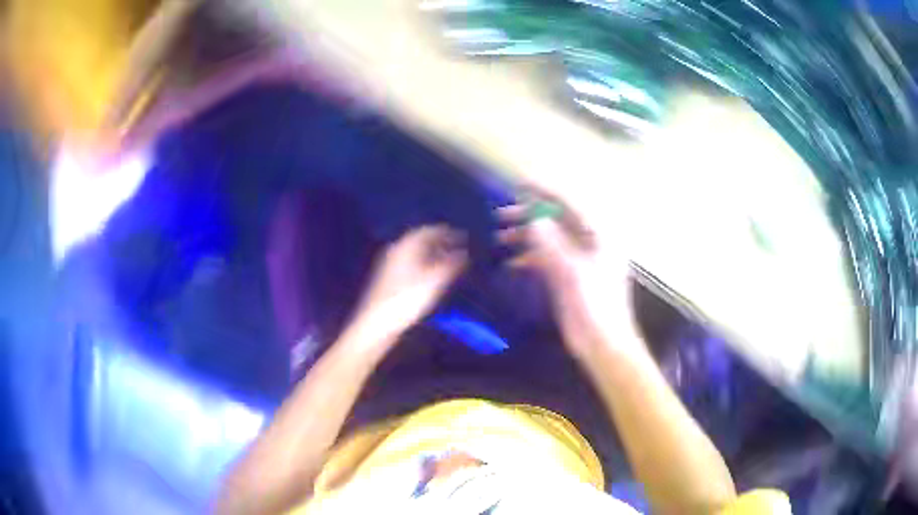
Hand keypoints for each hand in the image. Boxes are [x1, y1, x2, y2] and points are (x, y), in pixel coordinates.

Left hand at [352, 225, 467, 339]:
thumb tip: (464, 253)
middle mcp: (396, 250)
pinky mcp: (388, 278)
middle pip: (421, 240)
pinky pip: (410, 263)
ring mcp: (390, 264)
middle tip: (458, 248)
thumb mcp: (435, 281)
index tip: (463, 237)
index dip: (447, 232)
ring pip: (415, 252)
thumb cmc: (407, 299)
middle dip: (440, 243)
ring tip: (449, 261)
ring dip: (432, 254)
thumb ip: (451, 265)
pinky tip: (431, 275)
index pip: (429, 231)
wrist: (377, 322)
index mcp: (406, 245)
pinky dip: (424, 264)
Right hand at [497, 194, 636, 356]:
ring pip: (549, 237)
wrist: (602, 343)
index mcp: (599, 233)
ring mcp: (579, 257)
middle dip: (529, 214)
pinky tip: (510, 261)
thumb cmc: (594, 306)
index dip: (542, 191)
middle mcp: (590, 240)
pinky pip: (547, 256)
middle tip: (500, 214)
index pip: (568, 203)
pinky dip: (529, 256)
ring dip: (525, 235)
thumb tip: (532, 218)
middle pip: (557, 218)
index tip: (517, 184)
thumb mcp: (572, 272)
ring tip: (499, 236)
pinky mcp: (569, 273)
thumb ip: (551, 243)